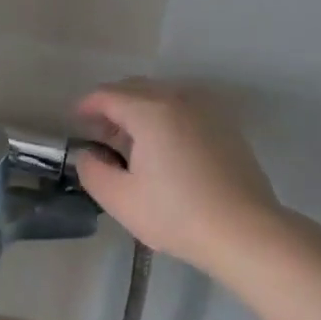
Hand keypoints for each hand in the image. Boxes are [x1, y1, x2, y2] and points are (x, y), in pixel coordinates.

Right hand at [72, 80, 287, 274]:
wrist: (245, 231)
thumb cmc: (177, 214)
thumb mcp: (120, 199)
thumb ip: (93, 171)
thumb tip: (90, 154)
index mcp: (150, 110)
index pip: (108, 95)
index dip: (86, 106)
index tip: (75, 121)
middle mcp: (179, 99)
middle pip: (135, 88)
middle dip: (112, 105)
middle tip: (100, 135)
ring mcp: (207, 110)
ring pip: (162, 96)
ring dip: (140, 110)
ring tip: (131, 143)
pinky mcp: (225, 126)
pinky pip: (184, 109)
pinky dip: (165, 117)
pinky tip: (164, 150)